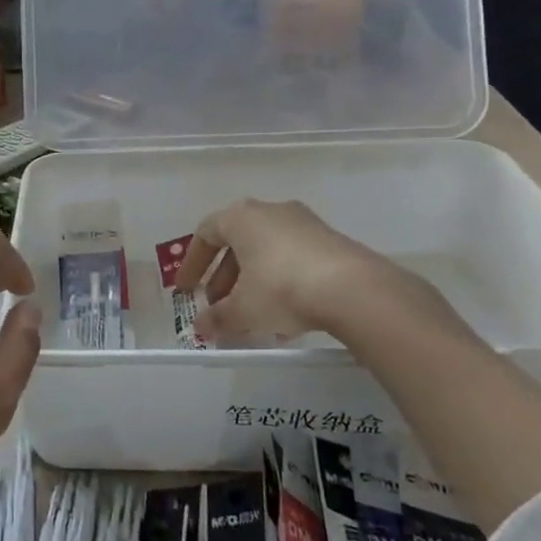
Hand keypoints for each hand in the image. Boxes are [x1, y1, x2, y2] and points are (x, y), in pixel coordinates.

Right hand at [174, 198, 466, 350]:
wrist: (354, 289)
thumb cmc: (282, 289)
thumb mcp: (243, 310)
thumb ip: (218, 318)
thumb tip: (201, 328)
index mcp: (241, 218)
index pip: (206, 234)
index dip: (192, 263)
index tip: (186, 289)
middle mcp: (270, 212)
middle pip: (237, 243)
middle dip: (224, 278)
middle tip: (218, 306)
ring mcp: (304, 223)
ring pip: (266, 252)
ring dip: (253, 283)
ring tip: (251, 318)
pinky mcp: (330, 241)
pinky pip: (293, 259)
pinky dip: (280, 283)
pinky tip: (285, 318)